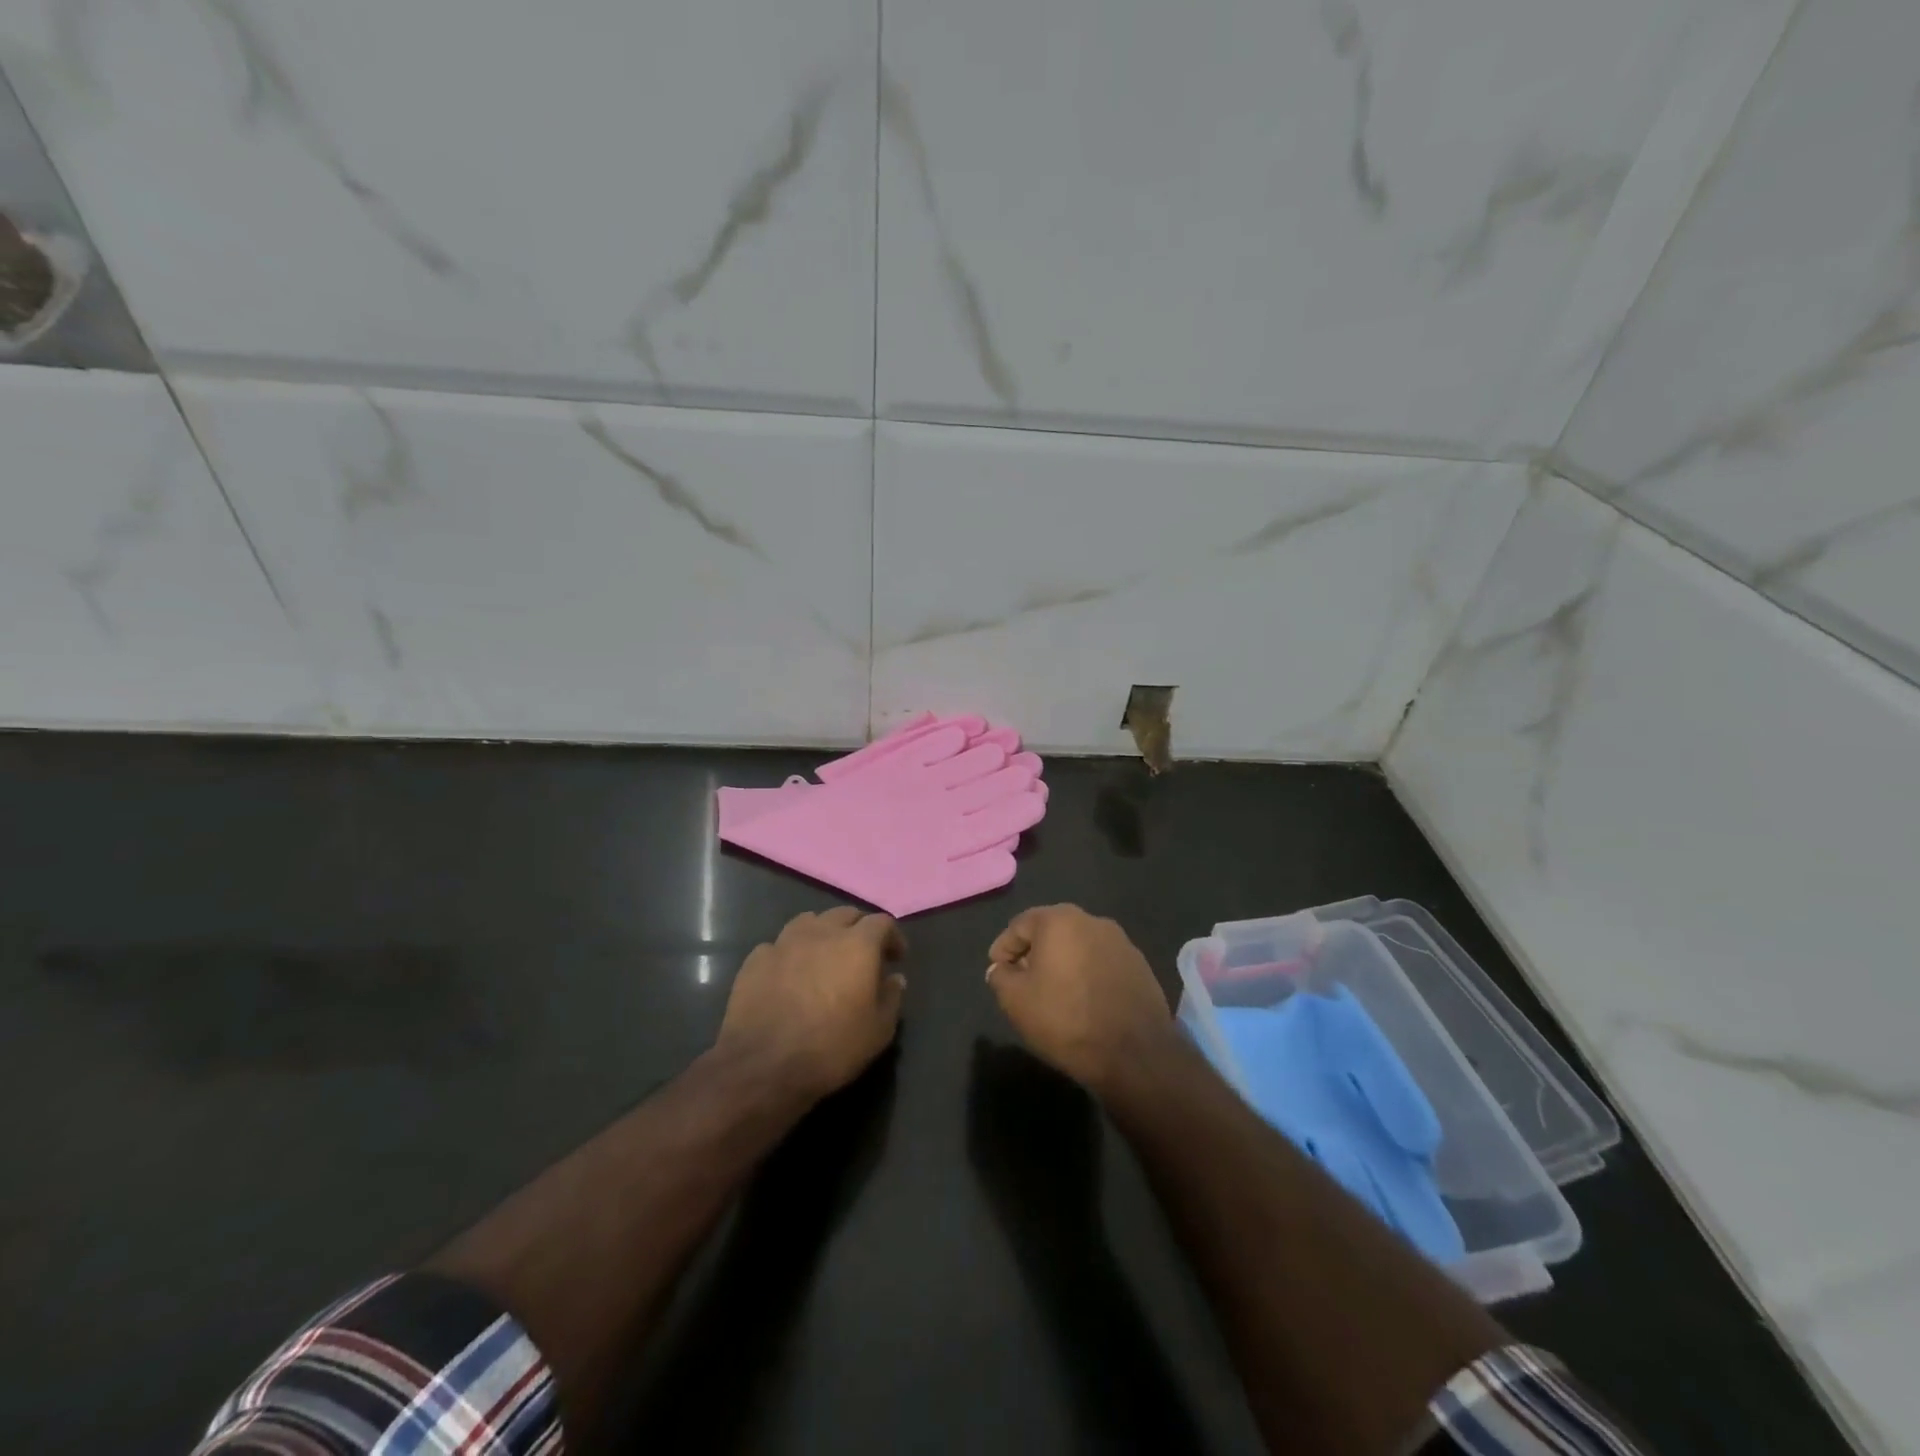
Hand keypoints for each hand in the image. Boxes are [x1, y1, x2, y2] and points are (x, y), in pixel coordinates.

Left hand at [715, 907, 906, 1102]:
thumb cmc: (831, 1048)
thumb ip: (891, 998)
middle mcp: (822, 933)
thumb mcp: (878, 1032)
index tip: (896, 958)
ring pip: (809, 921)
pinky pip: (778, 945)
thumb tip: (895, 979)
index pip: (882, 922)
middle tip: (863, 953)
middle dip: (858, 928)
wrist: (763, 1066)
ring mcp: (784, 943)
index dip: (892, 937)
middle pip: (845, 914)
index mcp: (857, 945)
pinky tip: (788, 974)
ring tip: (824, 955)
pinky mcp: (755, 960)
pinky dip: (789, 953)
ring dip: (822, 932)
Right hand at [985, 905, 1179, 1093]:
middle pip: (1052, 931)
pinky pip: (1102, 962)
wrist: (1135, 1054)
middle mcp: (1093, 920)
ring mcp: (1121, 942)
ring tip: (1054, 992)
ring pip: (1079, 946)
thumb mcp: (1016, 1001)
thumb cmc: (1066, 1020)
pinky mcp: (1140, 965)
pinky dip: (1088, 974)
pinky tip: (1084, 1000)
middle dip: (1034, 953)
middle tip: (1023, 981)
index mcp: (1060, 920)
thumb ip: (1001, 977)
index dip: (1003, 948)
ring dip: (1063, 963)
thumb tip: (1001, 969)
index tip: (997, 971)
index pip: (1019, 925)